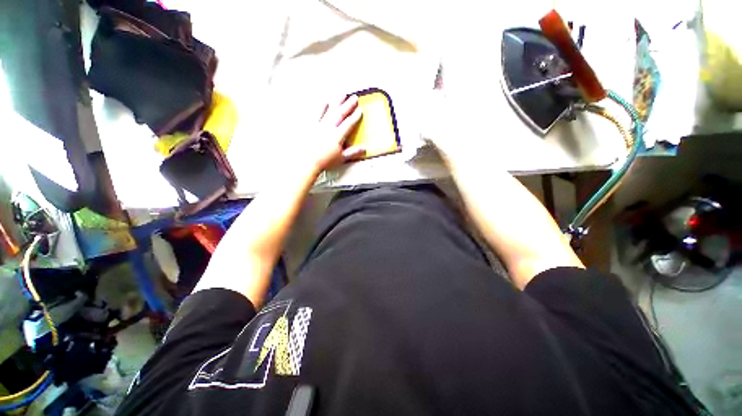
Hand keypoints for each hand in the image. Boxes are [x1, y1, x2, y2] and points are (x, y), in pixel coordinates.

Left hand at [308, 95, 364, 172]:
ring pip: (329, 110)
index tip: (360, 110)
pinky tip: (324, 101)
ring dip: (336, 101)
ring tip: (341, 93)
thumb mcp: (341, 158)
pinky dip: (321, 107)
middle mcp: (328, 127)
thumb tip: (364, 149)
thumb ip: (352, 152)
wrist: (307, 161)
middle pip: (340, 114)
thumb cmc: (324, 161)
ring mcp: (319, 125)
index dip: (355, 116)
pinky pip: (316, 113)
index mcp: (337, 136)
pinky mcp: (310, 125)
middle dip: (348, 105)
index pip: (348, 124)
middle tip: (354, 97)